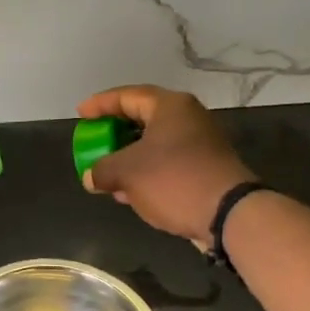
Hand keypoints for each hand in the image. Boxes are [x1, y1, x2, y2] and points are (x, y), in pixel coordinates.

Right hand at [77, 86, 254, 246]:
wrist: (229, 215)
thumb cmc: (174, 180)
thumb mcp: (127, 172)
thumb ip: (102, 169)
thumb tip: (91, 177)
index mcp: (170, 106)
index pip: (127, 95)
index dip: (100, 104)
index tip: (80, 115)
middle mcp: (188, 118)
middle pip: (142, 118)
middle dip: (114, 133)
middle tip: (94, 142)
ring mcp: (200, 143)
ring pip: (154, 143)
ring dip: (128, 157)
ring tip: (107, 172)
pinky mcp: (205, 168)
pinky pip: (167, 162)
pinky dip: (145, 171)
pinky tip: (130, 191)